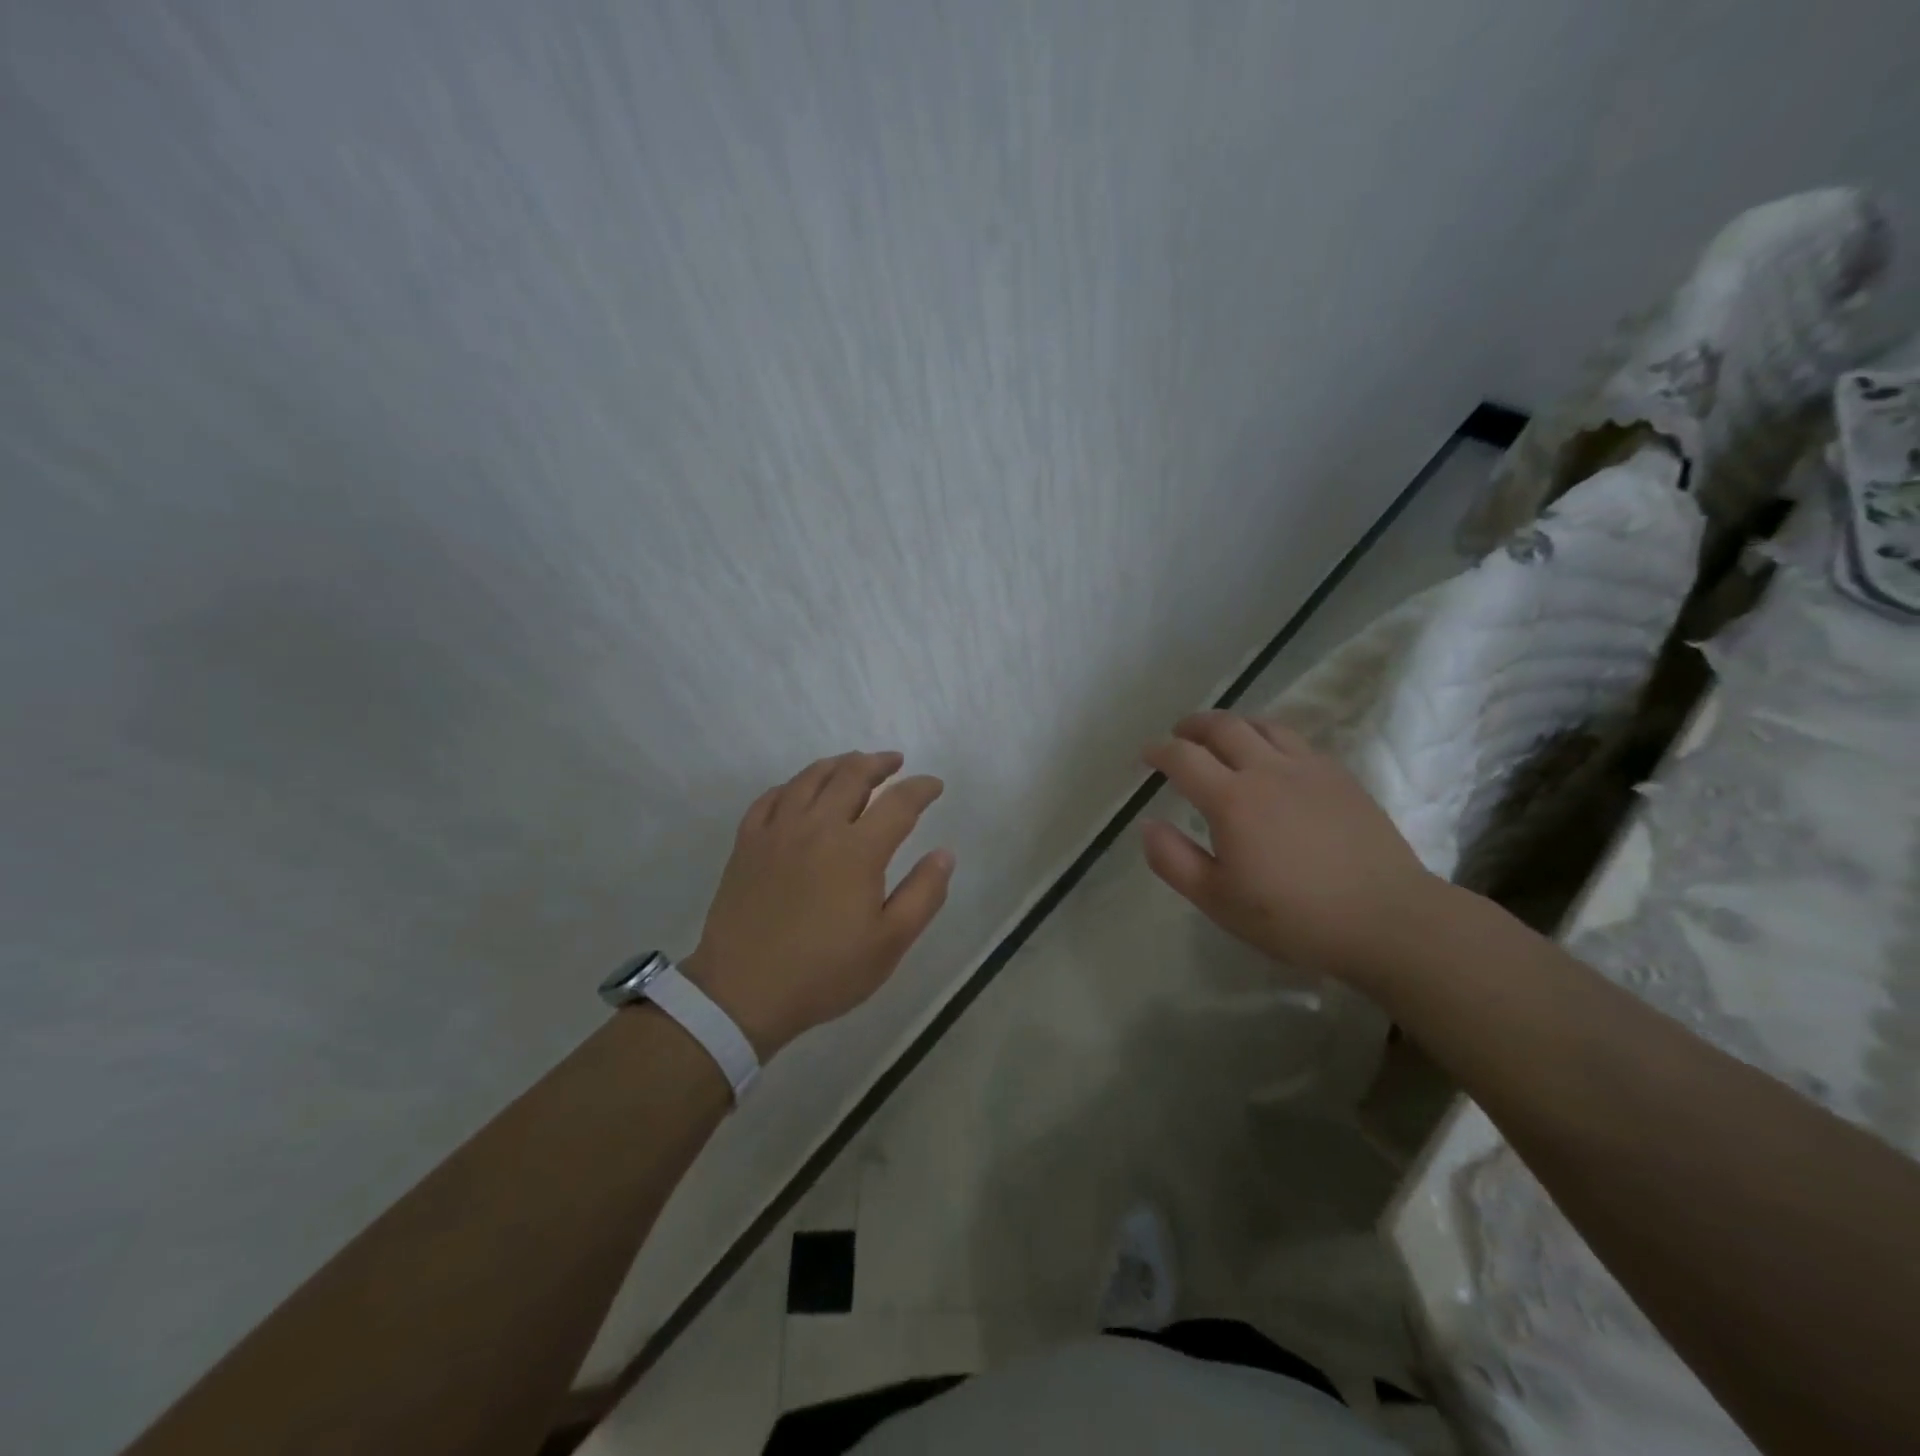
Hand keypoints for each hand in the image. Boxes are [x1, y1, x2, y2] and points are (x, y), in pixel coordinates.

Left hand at [682, 751, 953, 1058]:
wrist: (742, 992)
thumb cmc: (825, 972)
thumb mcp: (890, 943)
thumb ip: (923, 894)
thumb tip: (945, 853)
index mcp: (858, 850)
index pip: (898, 802)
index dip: (921, 788)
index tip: (934, 785)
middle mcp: (818, 827)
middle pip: (852, 775)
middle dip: (879, 763)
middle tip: (894, 762)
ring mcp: (777, 831)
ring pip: (810, 777)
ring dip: (838, 764)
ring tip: (853, 764)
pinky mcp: (747, 842)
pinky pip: (770, 797)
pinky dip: (792, 785)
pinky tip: (799, 791)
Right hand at [1140, 711, 1437, 983]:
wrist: (1388, 919)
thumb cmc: (1294, 917)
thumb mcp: (1218, 900)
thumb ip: (1173, 860)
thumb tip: (1148, 825)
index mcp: (1232, 800)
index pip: (1183, 757)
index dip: (1159, 751)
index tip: (1147, 756)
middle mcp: (1267, 770)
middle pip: (1223, 726)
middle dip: (1193, 725)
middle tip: (1179, 734)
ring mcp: (1310, 769)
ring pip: (1264, 725)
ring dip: (1234, 724)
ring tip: (1223, 737)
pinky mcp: (1341, 777)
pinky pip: (1297, 741)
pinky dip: (1271, 737)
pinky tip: (1273, 759)